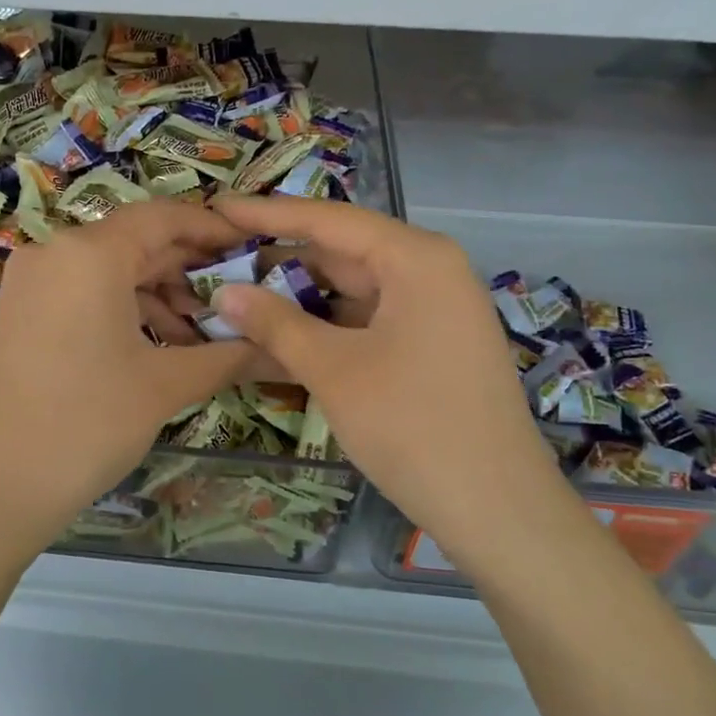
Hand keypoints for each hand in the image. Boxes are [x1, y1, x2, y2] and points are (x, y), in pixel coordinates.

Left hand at [0, 200, 258, 558]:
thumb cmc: (85, 424)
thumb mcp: (164, 386)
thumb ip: (228, 356)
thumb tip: (281, 348)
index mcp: (90, 253)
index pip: (165, 217)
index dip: (213, 229)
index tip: (253, 247)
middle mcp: (56, 253)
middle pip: (138, 244)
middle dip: (191, 272)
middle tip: (240, 302)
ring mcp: (32, 283)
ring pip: (111, 273)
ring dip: (160, 298)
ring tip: (204, 338)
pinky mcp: (21, 313)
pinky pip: (84, 295)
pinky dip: (125, 312)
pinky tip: (158, 348)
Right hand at [208, 195, 563, 558]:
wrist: (497, 509)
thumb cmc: (412, 426)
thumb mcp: (334, 369)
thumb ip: (275, 323)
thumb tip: (224, 291)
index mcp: (416, 258)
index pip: (329, 220)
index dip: (269, 213)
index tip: (218, 207)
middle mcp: (430, 272)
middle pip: (342, 253)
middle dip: (280, 261)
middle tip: (220, 263)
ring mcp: (434, 310)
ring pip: (353, 290)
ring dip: (300, 299)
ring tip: (240, 301)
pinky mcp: (432, 345)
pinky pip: (369, 321)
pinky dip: (327, 328)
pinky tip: (282, 339)